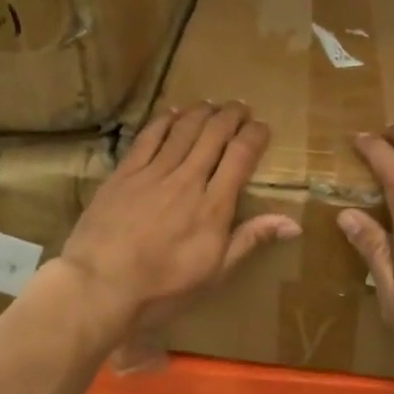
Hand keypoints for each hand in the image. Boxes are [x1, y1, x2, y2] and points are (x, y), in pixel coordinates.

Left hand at [59, 101, 298, 335]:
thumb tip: (293, 223)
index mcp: (213, 206)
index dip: (254, 136)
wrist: (100, 286)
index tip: (263, 127)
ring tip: (212, 104)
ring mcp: (153, 174)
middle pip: (213, 135)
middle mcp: (187, 180)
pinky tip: (172, 112)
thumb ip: (250, 239)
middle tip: (240, 107)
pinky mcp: (124, 174)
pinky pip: (148, 138)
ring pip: (183, 130)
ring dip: (201, 113)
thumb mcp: (215, 273)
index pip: (240, 157)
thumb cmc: (163, 288)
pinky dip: (164, 121)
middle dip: (231, 116)